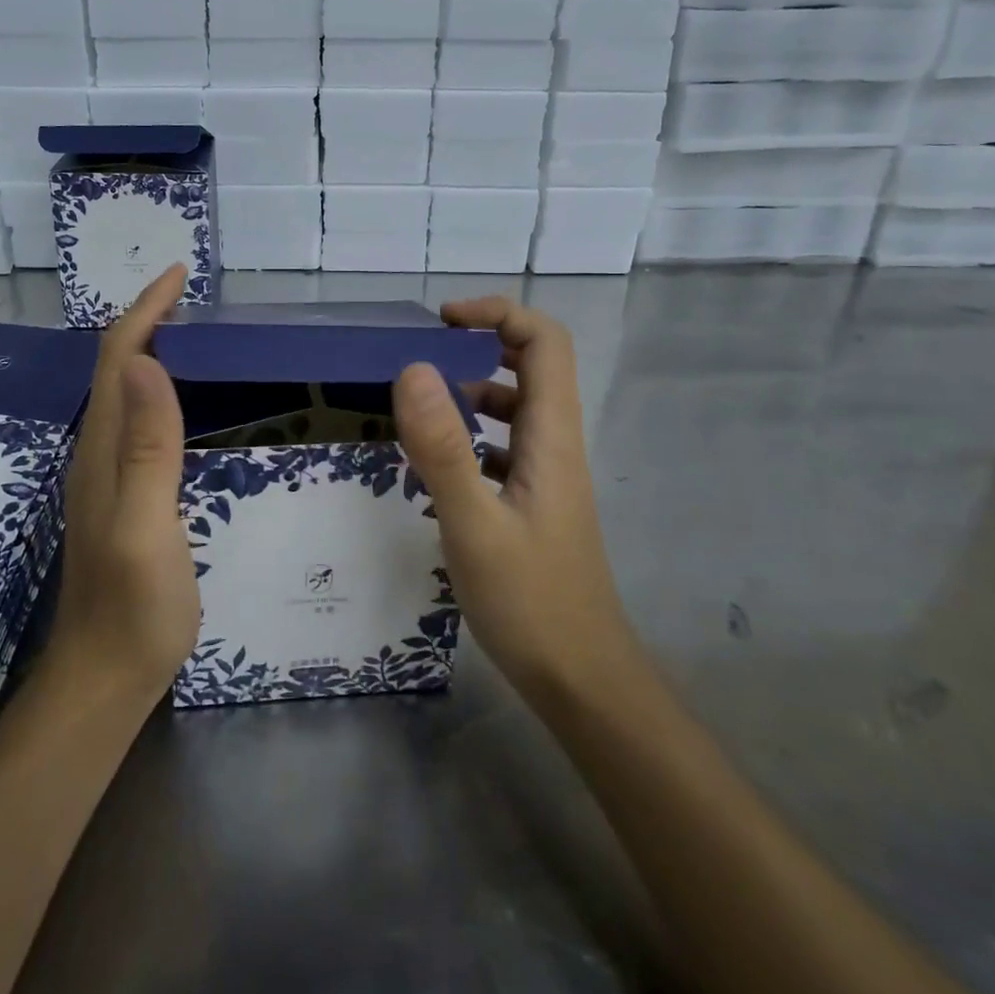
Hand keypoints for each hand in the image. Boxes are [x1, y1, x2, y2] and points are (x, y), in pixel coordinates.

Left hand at [54, 266, 197, 696]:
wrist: (106, 676)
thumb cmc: (135, 606)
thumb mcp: (146, 524)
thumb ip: (148, 447)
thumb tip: (150, 363)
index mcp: (104, 449)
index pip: (119, 358)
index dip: (145, 311)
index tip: (179, 275)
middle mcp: (99, 451)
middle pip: (116, 367)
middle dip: (146, 319)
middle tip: (190, 293)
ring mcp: (108, 475)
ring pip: (124, 392)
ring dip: (150, 349)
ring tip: (190, 329)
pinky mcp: (123, 495)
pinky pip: (137, 422)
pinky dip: (157, 389)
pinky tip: (183, 399)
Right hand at [392, 296, 638, 705]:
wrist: (581, 679)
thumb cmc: (530, 602)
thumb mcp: (474, 525)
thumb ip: (443, 447)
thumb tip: (413, 367)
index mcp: (551, 436)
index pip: (544, 342)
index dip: (498, 314)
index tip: (443, 322)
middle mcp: (555, 445)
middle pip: (533, 365)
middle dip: (481, 344)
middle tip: (424, 355)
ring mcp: (546, 476)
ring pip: (515, 408)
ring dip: (472, 391)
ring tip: (419, 405)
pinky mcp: (533, 503)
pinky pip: (502, 447)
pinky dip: (470, 436)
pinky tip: (434, 463)